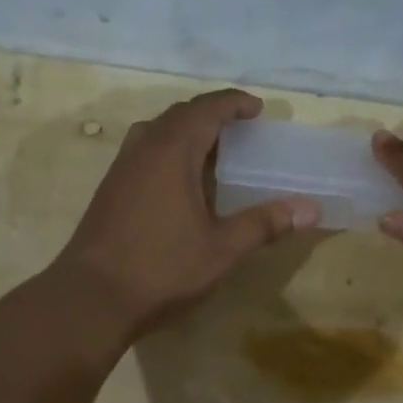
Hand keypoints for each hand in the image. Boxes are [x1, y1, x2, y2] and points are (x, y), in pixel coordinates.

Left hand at [55, 90, 318, 336]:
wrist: (91, 298)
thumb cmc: (162, 269)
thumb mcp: (222, 249)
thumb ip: (264, 224)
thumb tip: (310, 209)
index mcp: (172, 152)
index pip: (206, 110)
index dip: (234, 104)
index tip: (257, 108)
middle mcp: (142, 150)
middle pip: (178, 116)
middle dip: (210, 115)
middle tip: (238, 130)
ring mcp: (120, 170)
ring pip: (155, 134)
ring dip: (185, 133)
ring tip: (211, 153)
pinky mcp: (108, 192)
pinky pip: (143, 155)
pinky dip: (167, 154)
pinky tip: (179, 186)